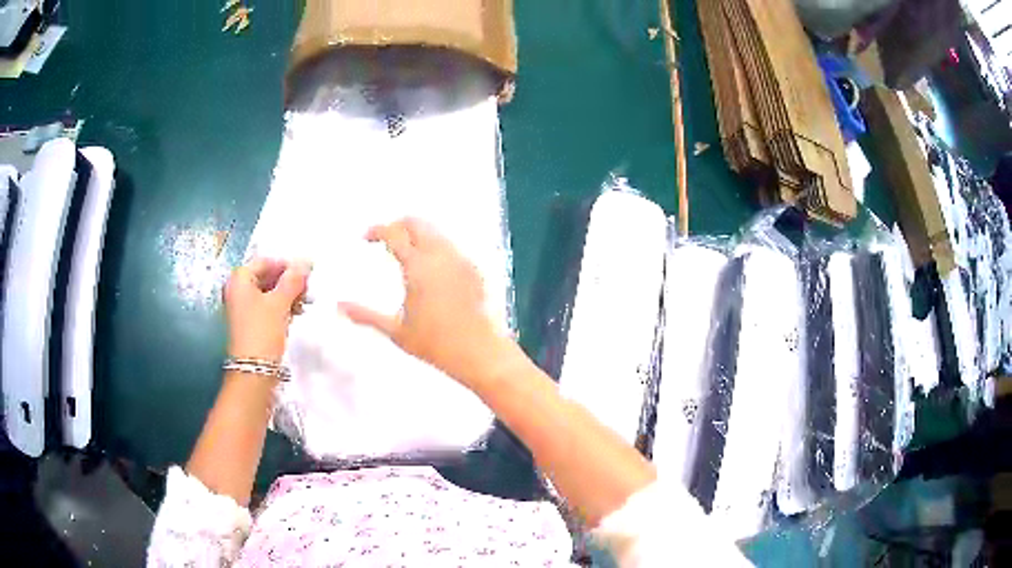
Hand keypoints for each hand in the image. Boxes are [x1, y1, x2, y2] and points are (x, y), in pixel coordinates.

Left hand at [224, 258, 310, 361]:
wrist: (253, 371)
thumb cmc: (263, 331)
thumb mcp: (280, 303)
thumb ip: (292, 280)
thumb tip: (305, 262)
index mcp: (239, 279)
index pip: (265, 261)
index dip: (286, 265)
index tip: (306, 273)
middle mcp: (237, 290)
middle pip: (265, 276)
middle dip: (287, 280)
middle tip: (307, 287)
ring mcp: (241, 308)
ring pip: (267, 293)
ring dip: (286, 295)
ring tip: (305, 302)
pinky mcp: (248, 323)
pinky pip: (265, 307)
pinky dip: (280, 307)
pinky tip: (295, 313)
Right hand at [340, 218, 518, 386]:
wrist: (479, 352)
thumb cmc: (435, 344)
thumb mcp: (396, 331)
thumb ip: (366, 315)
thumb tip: (338, 307)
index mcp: (418, 266)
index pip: (394, 233)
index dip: (377, 230)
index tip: (366, 238)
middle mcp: (440, 255)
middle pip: (418, 223)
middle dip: (399, 224)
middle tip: (386, 239)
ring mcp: (460, 260)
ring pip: (436, 232)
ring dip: (418, 234)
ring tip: (406, 251)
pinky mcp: (474, 269)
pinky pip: (451, 246)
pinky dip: (435, 246)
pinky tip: (430, 267)